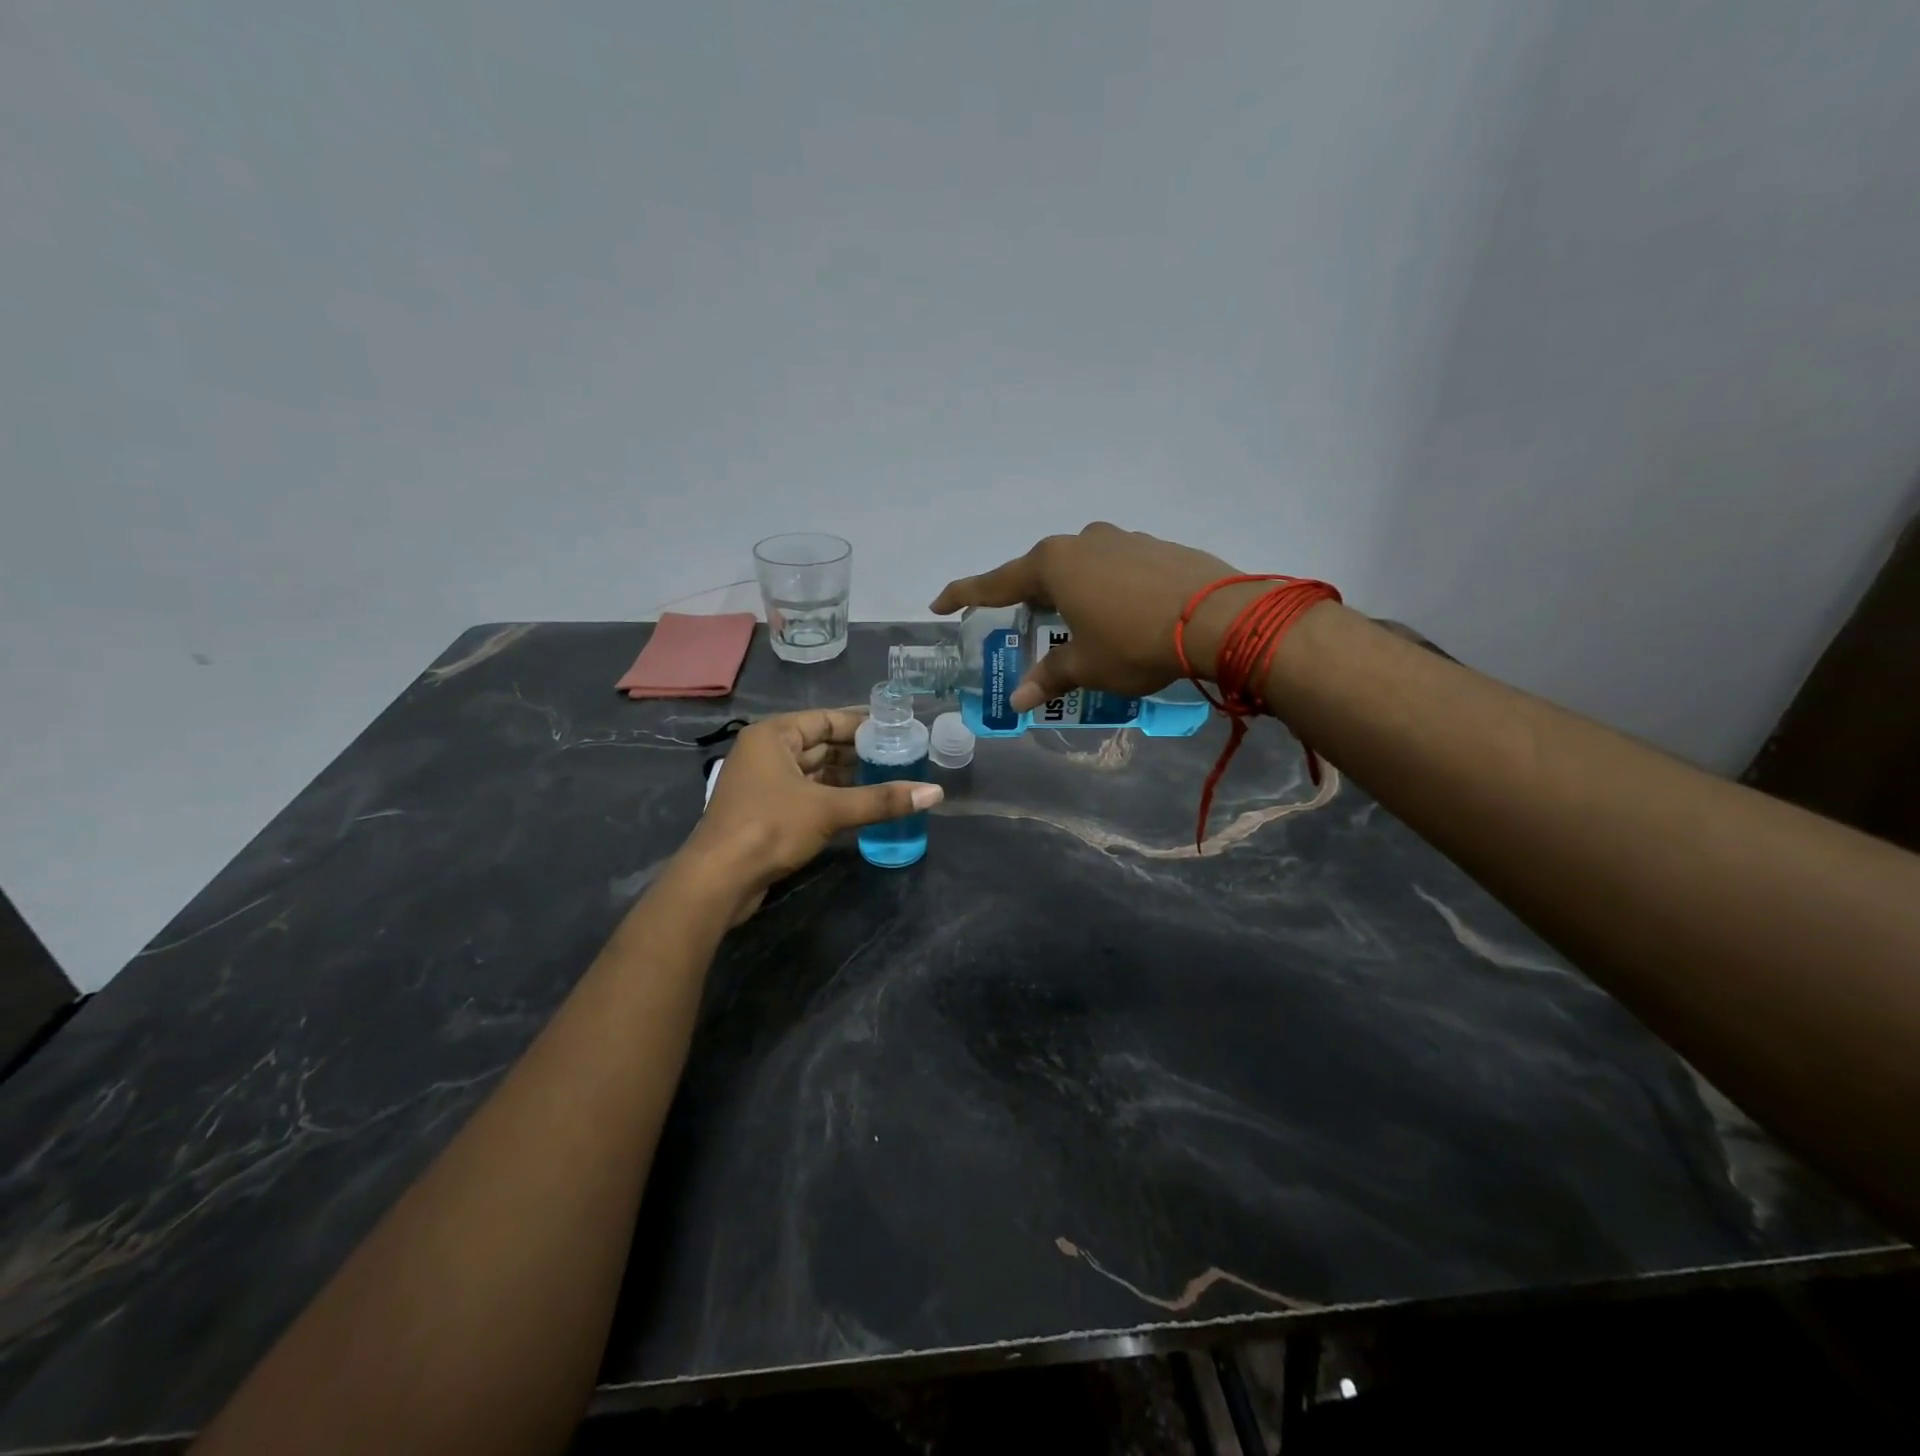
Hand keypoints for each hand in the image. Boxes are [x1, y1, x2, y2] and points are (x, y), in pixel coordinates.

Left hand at [683, 709, 942, 921]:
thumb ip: (881, 800)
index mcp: (773, 736)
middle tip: (900, 757)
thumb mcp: (830, 809)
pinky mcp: (766, 812)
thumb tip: (935, 792)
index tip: (897, 731)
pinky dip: (833, 797)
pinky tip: (862, 804)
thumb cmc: (770, 828)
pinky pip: (807, 794)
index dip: (862, 724)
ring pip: (814, 772)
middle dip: (858, 752)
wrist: (719, 880)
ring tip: (890, 779)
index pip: (825, 719)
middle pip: (820, 744)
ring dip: (847, 777)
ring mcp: (764, 783)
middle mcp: (766, 753)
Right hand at [930, 522, 1250, 710]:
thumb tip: (1017, 701)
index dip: (965, 594)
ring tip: (1078, 624)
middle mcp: (1083, 542)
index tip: (939, 603)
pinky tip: (1123, 615)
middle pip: (1041, 571)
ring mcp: (1123, 539)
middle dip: (1028, 598)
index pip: (996, 582)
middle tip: (1021, 623)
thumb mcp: (1086, 666)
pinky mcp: (1156, 547)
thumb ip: (1049, 677)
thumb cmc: (1134, 642)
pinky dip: (1107, 590)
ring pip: (1082, 567)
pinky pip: (1116, 568)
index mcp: (1054, 565)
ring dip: (1072, 593)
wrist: (1218, 618)